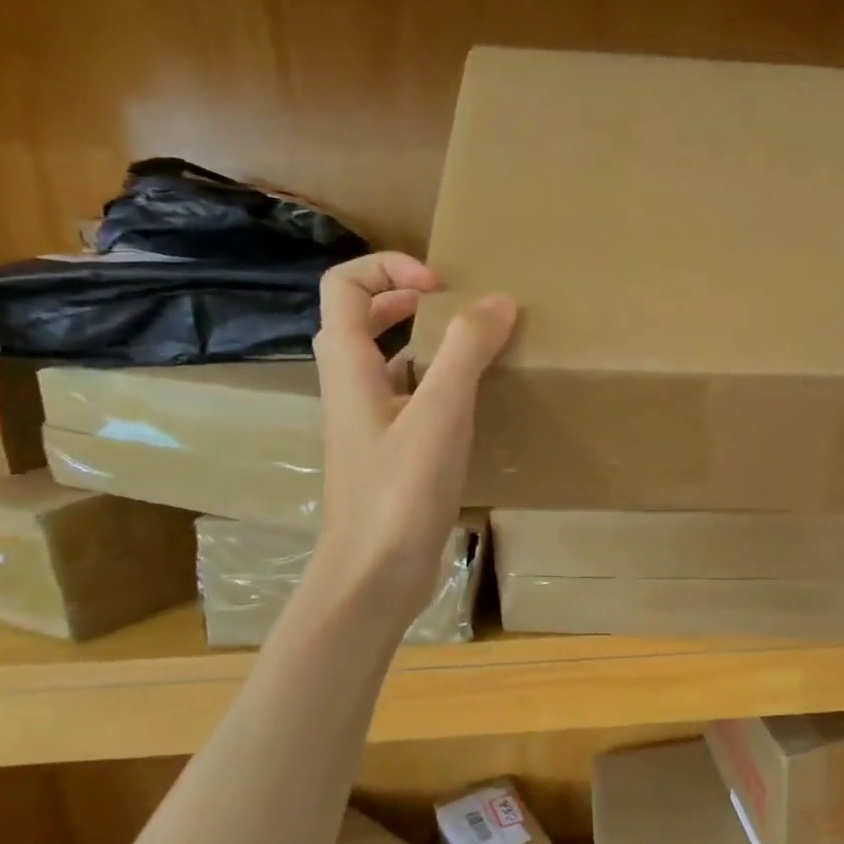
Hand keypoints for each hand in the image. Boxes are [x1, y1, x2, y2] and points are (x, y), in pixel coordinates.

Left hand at [308, 253, 515, 624]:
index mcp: (349, 365)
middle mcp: (351, 387)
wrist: (373, 574)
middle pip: (362, 319)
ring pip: (390, 362)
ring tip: (478, 351)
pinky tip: (476, 406)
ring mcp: (369, 424)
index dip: (390, 269)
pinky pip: (410, 400)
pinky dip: (439, 387)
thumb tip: (498, 300)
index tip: (442, 287)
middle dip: (407, 299)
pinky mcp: (390, 454)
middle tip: (458, 309)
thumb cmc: (399, 491)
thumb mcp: (439, 413)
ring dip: (427, 344)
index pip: (345, 286)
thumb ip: (466, 351)